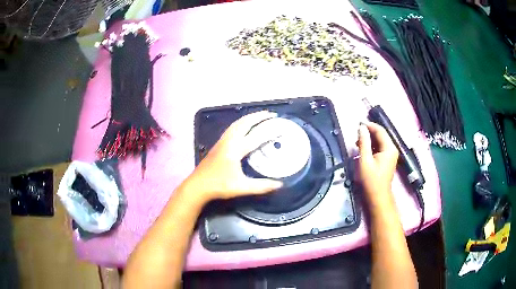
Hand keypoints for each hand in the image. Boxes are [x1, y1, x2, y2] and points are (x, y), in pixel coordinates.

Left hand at [186, 111, 282, 199]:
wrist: (197, 185)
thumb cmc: (219, 185)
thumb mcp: (242, 187)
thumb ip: (261, 186)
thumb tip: (279, 184)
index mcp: (235, 149)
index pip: (256, 136)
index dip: (269, 130)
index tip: (280, 125)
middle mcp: (228, 141)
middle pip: (244, 123)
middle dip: (257, 116)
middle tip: (270, 114)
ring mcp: (222, 142)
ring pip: (236, 124)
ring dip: (248, 118)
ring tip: (258, 116)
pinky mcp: (218, 145)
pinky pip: (231, 128)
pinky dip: (241, 123)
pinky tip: (243, 127)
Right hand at [357, 122, 398, 201]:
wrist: (377, 196)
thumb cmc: (371, 180)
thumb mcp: (365, 160)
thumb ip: (363, 142)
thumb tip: (361, 127)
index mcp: (389, 148)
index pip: (380, 130)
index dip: (369, 125)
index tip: (357, 124)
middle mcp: (392, 149)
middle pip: (381, 135)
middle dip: (369, 133)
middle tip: (356, 135)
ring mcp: (390, 154)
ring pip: (380, 141)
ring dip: (369, 140)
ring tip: (357, 143)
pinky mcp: (387, 159)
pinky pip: (380, 148)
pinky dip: (371, 146)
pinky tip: (363, 149)